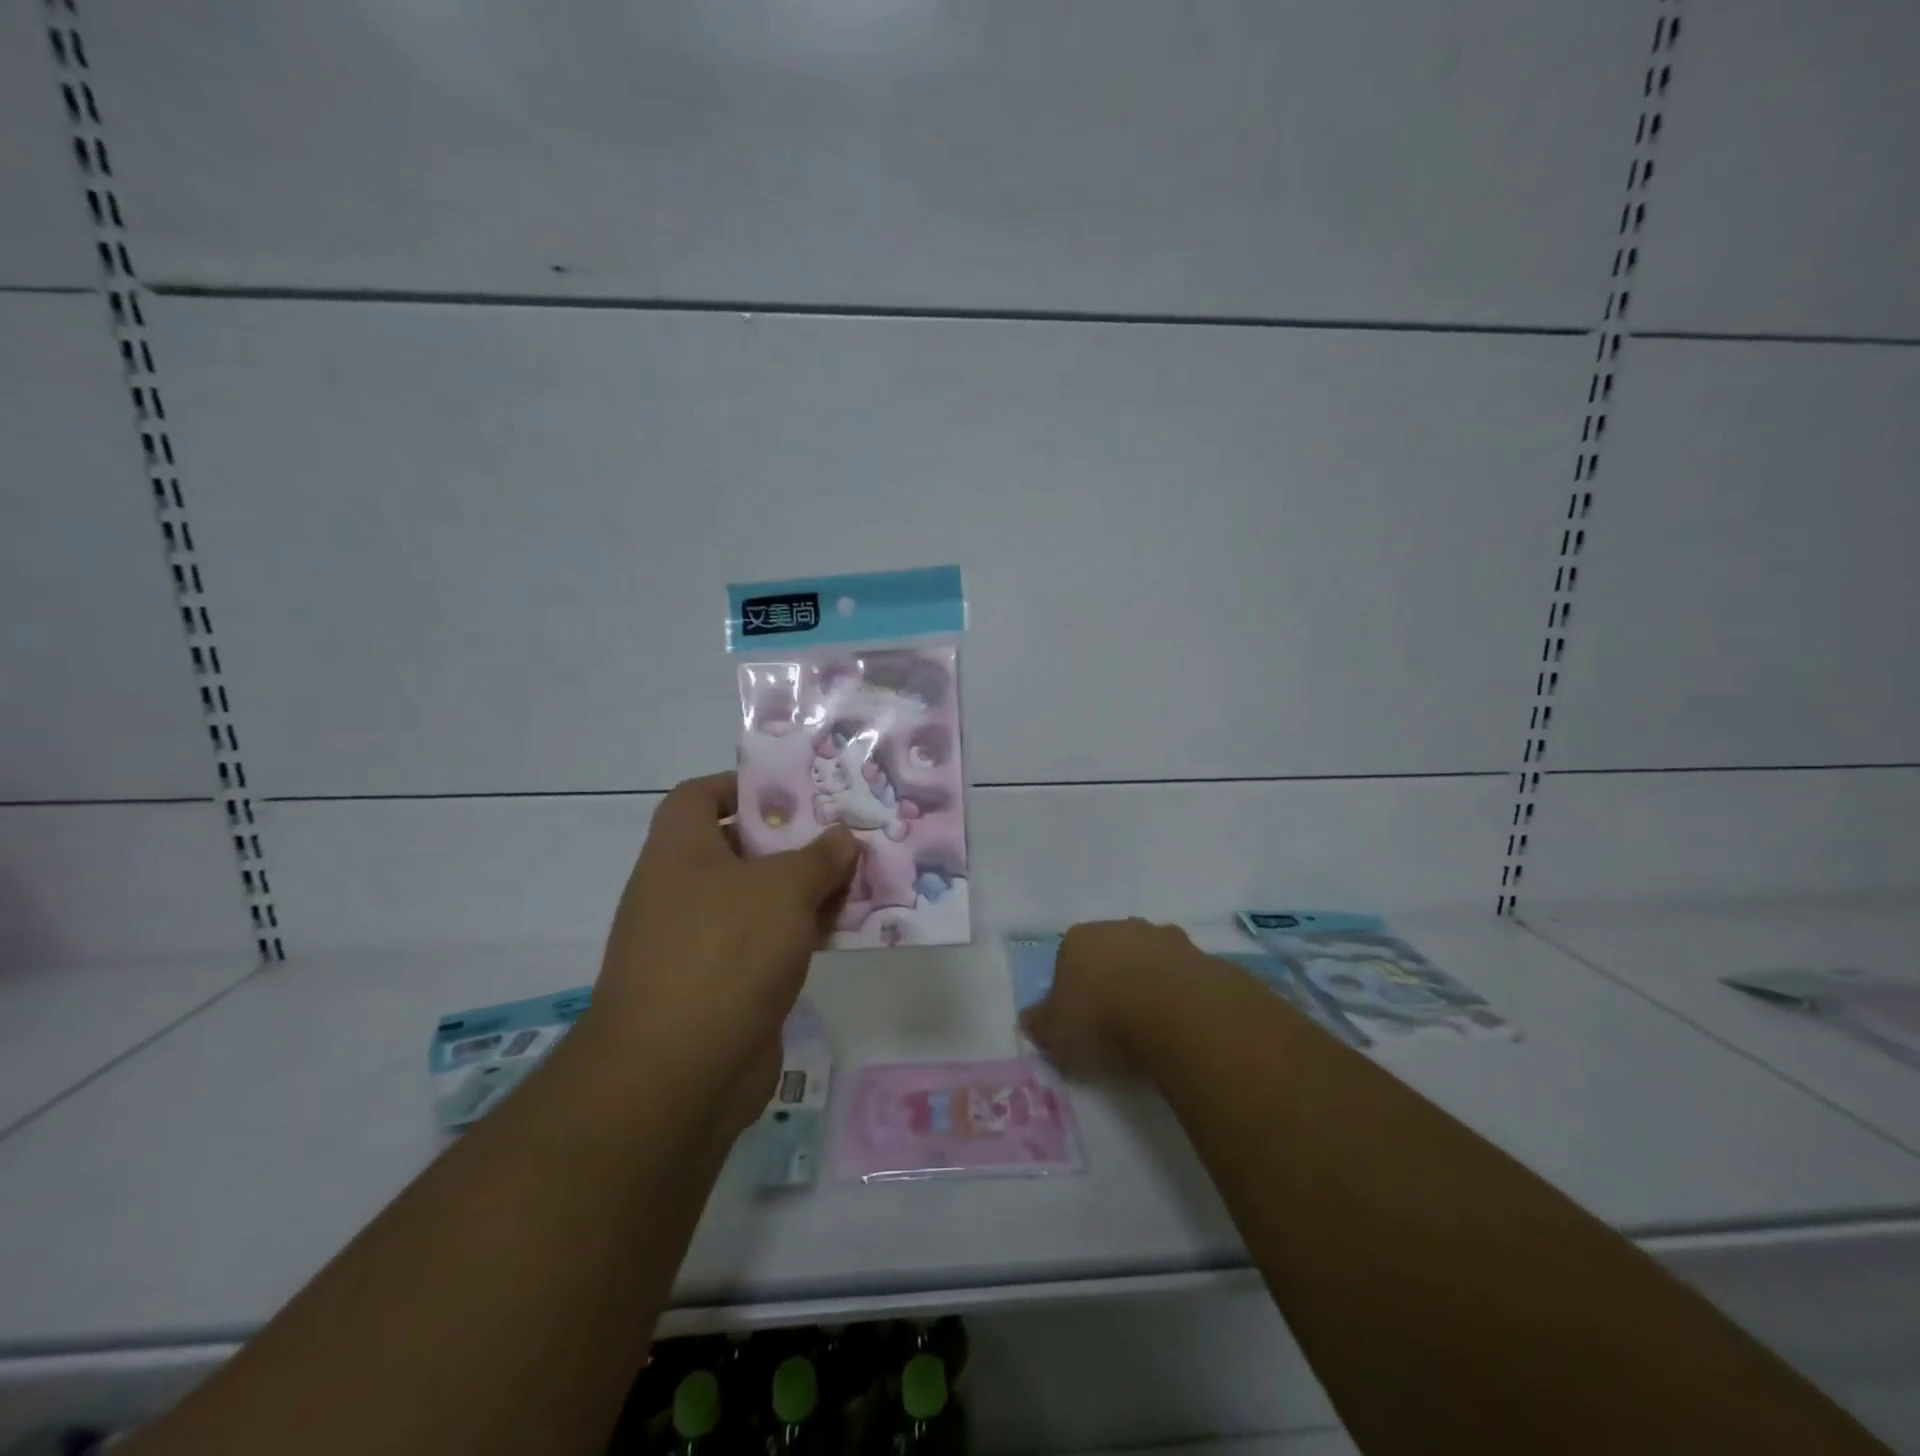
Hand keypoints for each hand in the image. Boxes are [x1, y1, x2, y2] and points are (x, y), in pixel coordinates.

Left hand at [588, 773, 859, 1125]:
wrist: (677, 1073)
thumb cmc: (725, 952)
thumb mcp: (783, 889)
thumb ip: (819, 857)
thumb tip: (843, 839)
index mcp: (679, 852)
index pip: (699, 796)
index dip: (743, 785)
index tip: (795, 792)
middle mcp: (682, 891)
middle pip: (741, 849)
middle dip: (794, 841)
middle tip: (846, 834)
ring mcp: (700, 943)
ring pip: (760, 901)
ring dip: (806, 891)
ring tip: (862, 878)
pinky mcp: (721, 987)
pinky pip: (768, 945)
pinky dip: (802, 935)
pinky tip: (848, 931)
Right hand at [1019, 918, 1212, 1078]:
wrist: (1175, 1012)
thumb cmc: (1102, 1019)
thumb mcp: (1056, 1034)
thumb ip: (1040, 1024)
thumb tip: (1031, 1019)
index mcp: (1078, 938)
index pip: (1066, 959)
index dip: (1071, 989)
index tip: (1079, 1020)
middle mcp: (1119, 926)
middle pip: (1109, 953)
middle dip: (1110, 979)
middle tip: (1114, 1022)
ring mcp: (1162, 936)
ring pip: (1147, 959)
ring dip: (1147, 982)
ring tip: (1151, 1024)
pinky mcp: (1200, 955)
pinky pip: (1181, 975)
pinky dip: (1179, 993)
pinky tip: (1180, 1021)